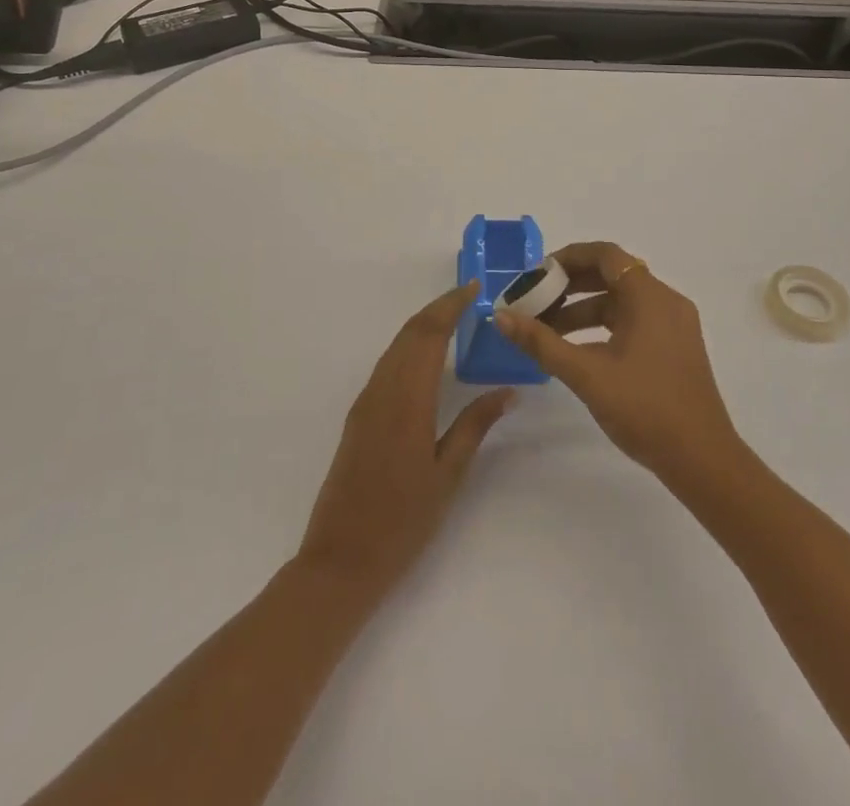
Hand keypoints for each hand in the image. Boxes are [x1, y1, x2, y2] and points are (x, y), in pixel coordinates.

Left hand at [295, 282, 514, 602]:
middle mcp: (382, 390)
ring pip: (396, 346)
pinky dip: (410, 347)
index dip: (450, 305)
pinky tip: (428, 357)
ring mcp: (366, 402)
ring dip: (423, 325)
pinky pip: (387, 365)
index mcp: (408, 400)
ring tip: (455, 319)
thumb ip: (475, 426)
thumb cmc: (403, 522)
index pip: (429, 334)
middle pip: (410, 332)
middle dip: (439, 308)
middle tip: (470, 298)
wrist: (341, 560)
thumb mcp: (448, 475)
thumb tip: (507, 391)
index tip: (474, 289)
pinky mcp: (359, 415)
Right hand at [495, 241, 741, 483]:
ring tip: (548, 329)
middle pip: (613, 274)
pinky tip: (579, 349)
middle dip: (571, 284)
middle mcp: (666, 301)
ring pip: (623, 300)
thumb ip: (542, 343)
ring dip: (584, 307)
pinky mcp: (676, 347)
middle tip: (536, 300)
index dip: (568, 257)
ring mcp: (674, 325)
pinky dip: (604, 325)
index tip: (537, 275)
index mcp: (649, 296)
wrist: (702, 460)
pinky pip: (635, 320)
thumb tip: (502, 316)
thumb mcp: (586, 374)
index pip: (605, 255)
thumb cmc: (644, 408)